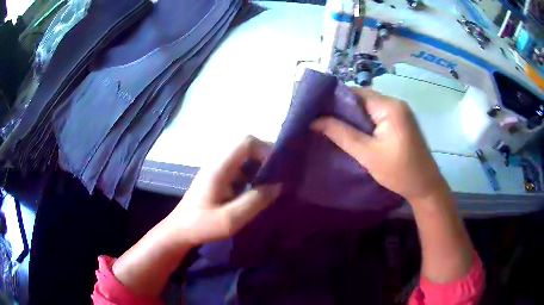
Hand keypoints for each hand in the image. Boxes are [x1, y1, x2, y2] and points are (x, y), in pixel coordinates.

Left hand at [165, 136, 280, 245]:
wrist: (180, 230)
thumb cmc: (202, 225)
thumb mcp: (230, 219)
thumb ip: (255, 202)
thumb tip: (278, 186)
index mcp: (220, 167)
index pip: (246, 142)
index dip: (265, 150)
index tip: (278, 169)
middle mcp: (219, 163)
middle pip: (247, 146)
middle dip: (266, 158)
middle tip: (279, 177)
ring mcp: (218, 170)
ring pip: (245, 158)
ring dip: (260, 167)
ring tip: (272, 185)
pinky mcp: (219, 178)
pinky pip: (240, 169)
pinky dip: (253, 176)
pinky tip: (259, 192)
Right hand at [311, 88, 445, 202]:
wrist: (425, 186)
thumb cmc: (399, 172)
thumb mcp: (367, 154)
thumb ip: (341, 134)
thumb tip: (314, 120)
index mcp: (389, 106)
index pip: (355, 93)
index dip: (334, 101)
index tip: (316, 112)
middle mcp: (395, 102)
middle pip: (362, 98)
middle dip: (342, 109)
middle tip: (322, 122)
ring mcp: (400, 111)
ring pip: (369, 107)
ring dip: (353, 116)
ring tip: (334, 127)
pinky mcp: (401, 121)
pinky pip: (377, 115)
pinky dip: (364, 122)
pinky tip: (354, 132)